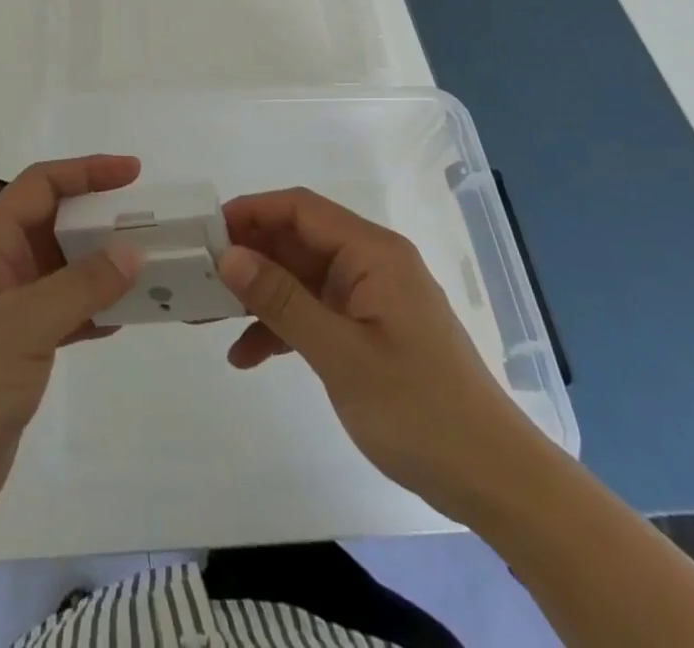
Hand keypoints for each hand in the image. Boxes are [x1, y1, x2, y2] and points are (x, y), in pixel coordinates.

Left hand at [0, 155, 143, 552]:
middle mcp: (0, 266)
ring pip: (66, 269)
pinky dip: (97, 309)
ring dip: (105, 266)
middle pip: (57, 223)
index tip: (134, 173)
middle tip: (154, 226)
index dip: (87, 171)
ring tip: (154, 269)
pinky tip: (129, 317)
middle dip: (102, 219)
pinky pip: (68, 312)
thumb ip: (79, 286)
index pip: (42, 186)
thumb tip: (131, 251)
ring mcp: (10, 309)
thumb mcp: (21, 325)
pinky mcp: (20, 350)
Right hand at [218, 187, 551, 522]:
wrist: (495, 483)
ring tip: (208, 316)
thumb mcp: (341, 354)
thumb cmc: (420, 409)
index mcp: (372, 253)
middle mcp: (369, 264)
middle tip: (197, 275)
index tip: (206, 231)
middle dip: (248, 256)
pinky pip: (313, 313)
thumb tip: (228, 254)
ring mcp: (368, 298)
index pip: (301, 209)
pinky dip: (280, 328)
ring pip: (299, 278)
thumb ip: (282, 300)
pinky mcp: (367, 330)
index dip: (251, 211)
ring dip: (258, 295)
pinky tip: (246, 356)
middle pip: (296, 241)